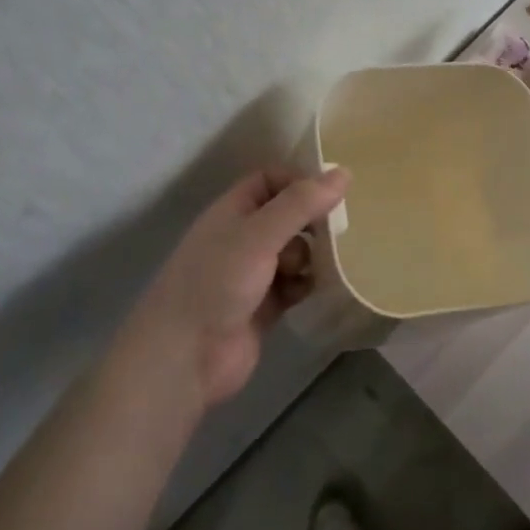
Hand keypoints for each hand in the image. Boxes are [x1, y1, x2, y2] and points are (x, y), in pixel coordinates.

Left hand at [122, 167, 350, 411]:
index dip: (298, 181)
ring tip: (320, 266)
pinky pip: (294, 285)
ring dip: (311, 256)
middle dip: (311, 222)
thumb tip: (344, 173)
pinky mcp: (263, 307)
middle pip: (286, 216)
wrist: (185, 357)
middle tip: (336, 231)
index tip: (331, 193)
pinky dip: (306, 285)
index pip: (269, 180)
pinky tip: (313, 290)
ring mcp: (252, 274)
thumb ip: (300, 204)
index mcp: (233, 211)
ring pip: (293, 252)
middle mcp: (242, 238)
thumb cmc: (218, 282)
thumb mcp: (260, 234)